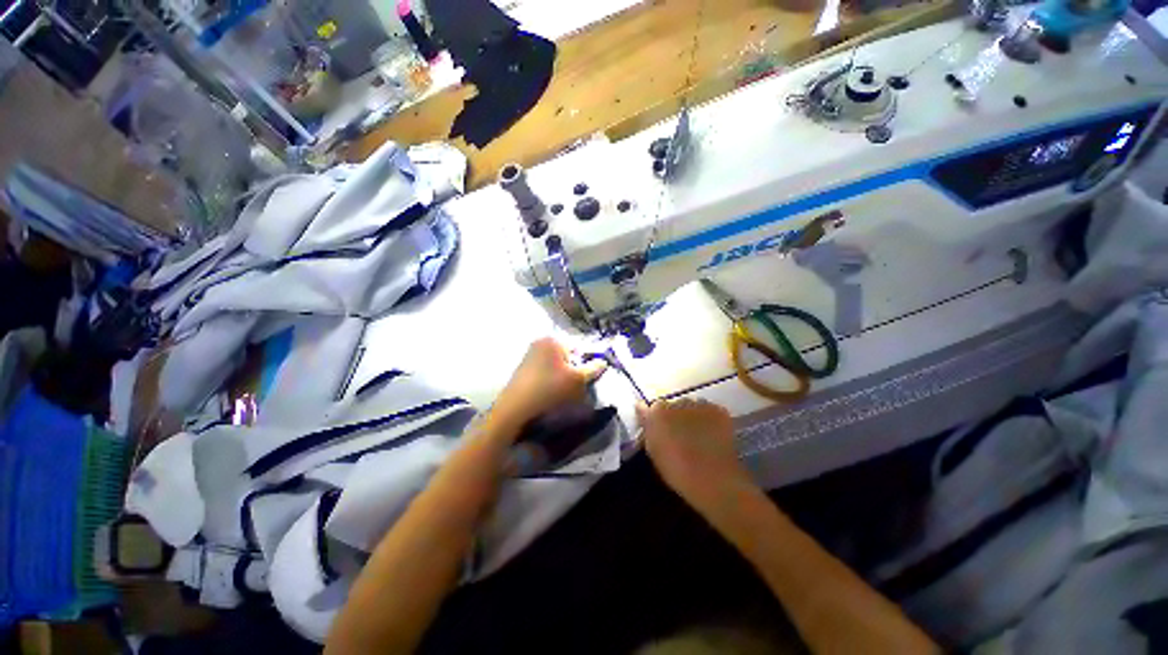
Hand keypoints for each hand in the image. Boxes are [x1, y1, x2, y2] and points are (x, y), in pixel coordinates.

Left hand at [491, 338, 606, 432]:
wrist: (516, 407)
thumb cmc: (550, 388)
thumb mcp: (577, 379)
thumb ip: (593, 369)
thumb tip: (603, 362)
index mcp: (553, 340)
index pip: (578, 347)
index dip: (587, 361)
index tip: (589, 377)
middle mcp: (540, 343)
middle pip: (567, 356)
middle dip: (575, 369)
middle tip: (578, 386)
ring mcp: (529, 355)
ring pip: (556, 365)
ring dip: (563, 376)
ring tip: (565, 392)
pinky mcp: (523, 369)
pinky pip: (545, 371)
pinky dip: (551, 380)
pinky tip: (552, 393)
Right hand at [638, 398, 754, 510]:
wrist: (713, 481)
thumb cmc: (677, 470)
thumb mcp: (653, 450)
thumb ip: (646, 424)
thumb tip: (639, 405)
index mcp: (658, 410)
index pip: (655, 407)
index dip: (659, 421)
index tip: (663, 434)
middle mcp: (678, 401)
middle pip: (675, 405)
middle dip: (677, 417)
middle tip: (681, 437)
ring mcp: (701, 405)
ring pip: (694, 407)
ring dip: (694, 417)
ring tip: (699, 438)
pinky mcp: (720, 411)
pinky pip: (711, 412)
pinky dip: (711, 421)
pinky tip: (713, 437)